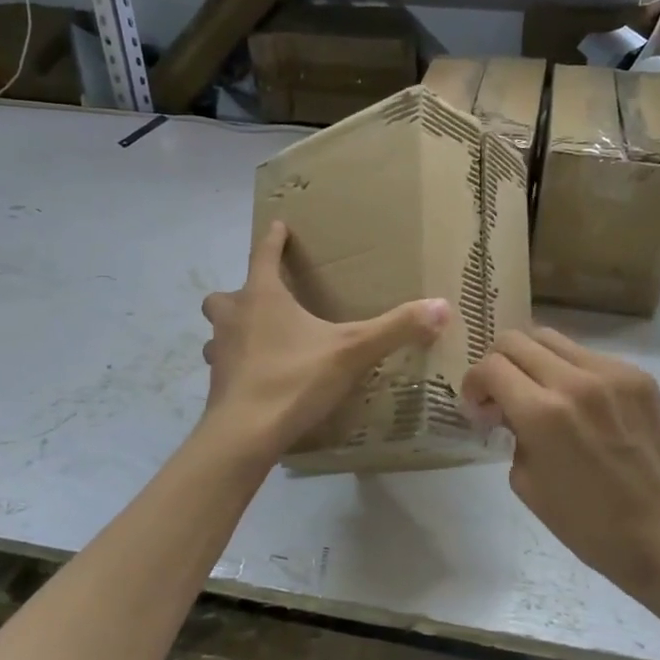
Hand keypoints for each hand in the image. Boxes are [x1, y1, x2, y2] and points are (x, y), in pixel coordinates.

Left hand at [201, 220, 450, 463]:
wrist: (245, 433)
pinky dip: (237, 364)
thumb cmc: (294, 379)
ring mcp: (219, 351)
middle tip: (266, 301)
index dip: (273, 239)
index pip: (263, 254)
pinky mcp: (216, 384)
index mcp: (262, 297)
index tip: (278, 225)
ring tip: (259, 340)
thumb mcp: (352, 351)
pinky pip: (224, 363)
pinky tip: (259, 377)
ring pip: (219, 330)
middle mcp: (234, 317)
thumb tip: (442, 306)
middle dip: (243, 293)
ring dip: (234, 330)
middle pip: (226, 294)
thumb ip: (396, 328)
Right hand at [463, 327, 659, 597]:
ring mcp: (612, 373)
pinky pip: (587, 356)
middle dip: (497, 364)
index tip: (478, 407)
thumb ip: (511, 432)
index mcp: (542, 413)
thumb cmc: (585, 522)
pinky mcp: (638, 376)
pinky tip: (578, 404)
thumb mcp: (525, 481)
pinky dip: (570, 372)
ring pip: (552, 339)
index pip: (490, 367)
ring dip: (532, 361)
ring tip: (538, 392)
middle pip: (516, 340)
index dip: (474, 383)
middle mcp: (575, 381)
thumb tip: (506, 407)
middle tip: (501, 394)